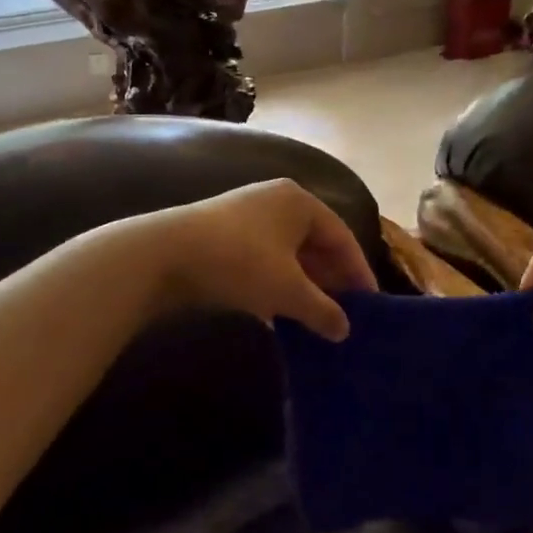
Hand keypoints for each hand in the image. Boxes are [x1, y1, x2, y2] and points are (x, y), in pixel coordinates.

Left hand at [136, 179, 377, 340]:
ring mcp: (246, 218)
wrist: (162, 255)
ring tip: (317, 319)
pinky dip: (277, 286)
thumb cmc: (239, 262)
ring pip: (288, 255)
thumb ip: (322, 310)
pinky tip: (280, 315)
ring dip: (304, 286)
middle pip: (315, 244)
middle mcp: (276, 202)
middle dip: (330, 280)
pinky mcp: (223, 237)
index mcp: (299, 202)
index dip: (358, 271)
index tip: (370, 303)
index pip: (342, 236)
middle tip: (345, 313)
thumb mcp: (288, 290)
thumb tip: (344, 331)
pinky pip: (264, 262)